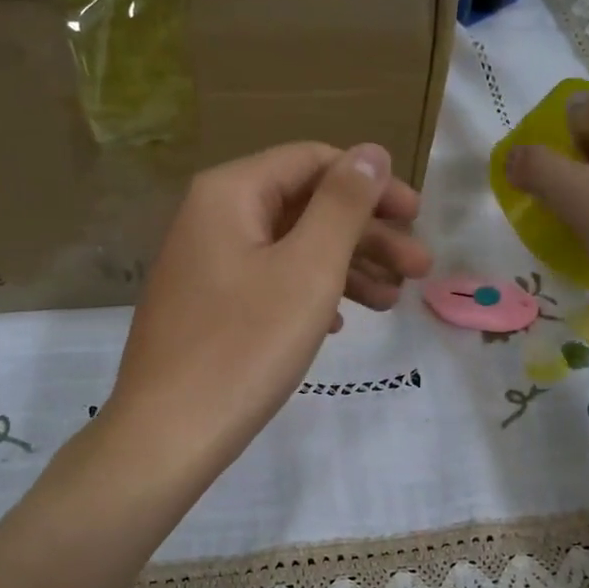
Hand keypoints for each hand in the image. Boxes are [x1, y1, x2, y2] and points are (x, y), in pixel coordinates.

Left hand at [106, 141, 431, 476]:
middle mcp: (212, 217)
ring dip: (346, 268)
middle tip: (419, 270)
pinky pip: (269, 282)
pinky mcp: (206, 306)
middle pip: (304, 206)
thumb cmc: (245, 346)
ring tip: (392, 302)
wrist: (168, 435)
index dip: (372, 184)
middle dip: (367, 235)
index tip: (417, 217)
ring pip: (290, 248)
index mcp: (230, 192)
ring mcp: (205, 264)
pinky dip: (310, 293)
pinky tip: (342, 321)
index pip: (313, 161)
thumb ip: (344, 204)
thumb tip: (370, 152)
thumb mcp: (309, 268)